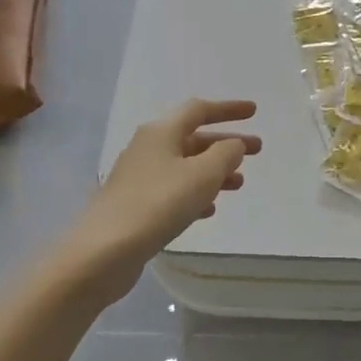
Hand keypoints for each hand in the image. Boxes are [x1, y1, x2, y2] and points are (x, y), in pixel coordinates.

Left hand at [60, 100, 261, 302]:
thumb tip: (233, 144)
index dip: (228, 109)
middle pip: (192, 138)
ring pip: (184, 166)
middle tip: (256, 151)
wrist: (104, 251)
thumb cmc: (158, 203)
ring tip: (239, 183)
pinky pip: (173, 190)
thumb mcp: (202, 174)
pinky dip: (195, 193)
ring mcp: (138, 177)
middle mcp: (147, 148)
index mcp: (161, 132)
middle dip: (226, 144)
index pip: (199, 110)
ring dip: (213, 171)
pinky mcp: (134, 205)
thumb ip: (225, 154)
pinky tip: (209, 208)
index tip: (254, 112)